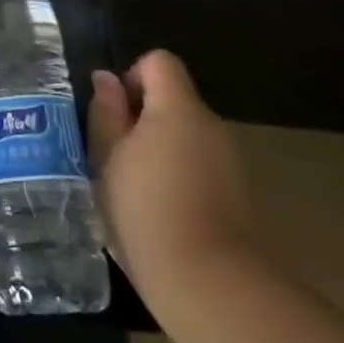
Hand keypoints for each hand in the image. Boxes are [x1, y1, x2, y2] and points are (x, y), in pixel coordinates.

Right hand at [88, 50, 255, 301]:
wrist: (207, 280)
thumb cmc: (144, 208)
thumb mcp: (107, 156)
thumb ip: (106, 112)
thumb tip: (106, 79)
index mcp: (178, 109)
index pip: (159, 61)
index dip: (131, 78)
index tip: (113, 114)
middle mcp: (211, 125)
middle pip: (173, 98)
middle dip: (141, 116)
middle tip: (113, 153)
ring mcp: (229, 159)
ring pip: (186, 133)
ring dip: (159, 145)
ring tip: (132, 183)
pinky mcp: (237, 191)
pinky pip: (199, 162)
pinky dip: (178, 171)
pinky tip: (159, 206)